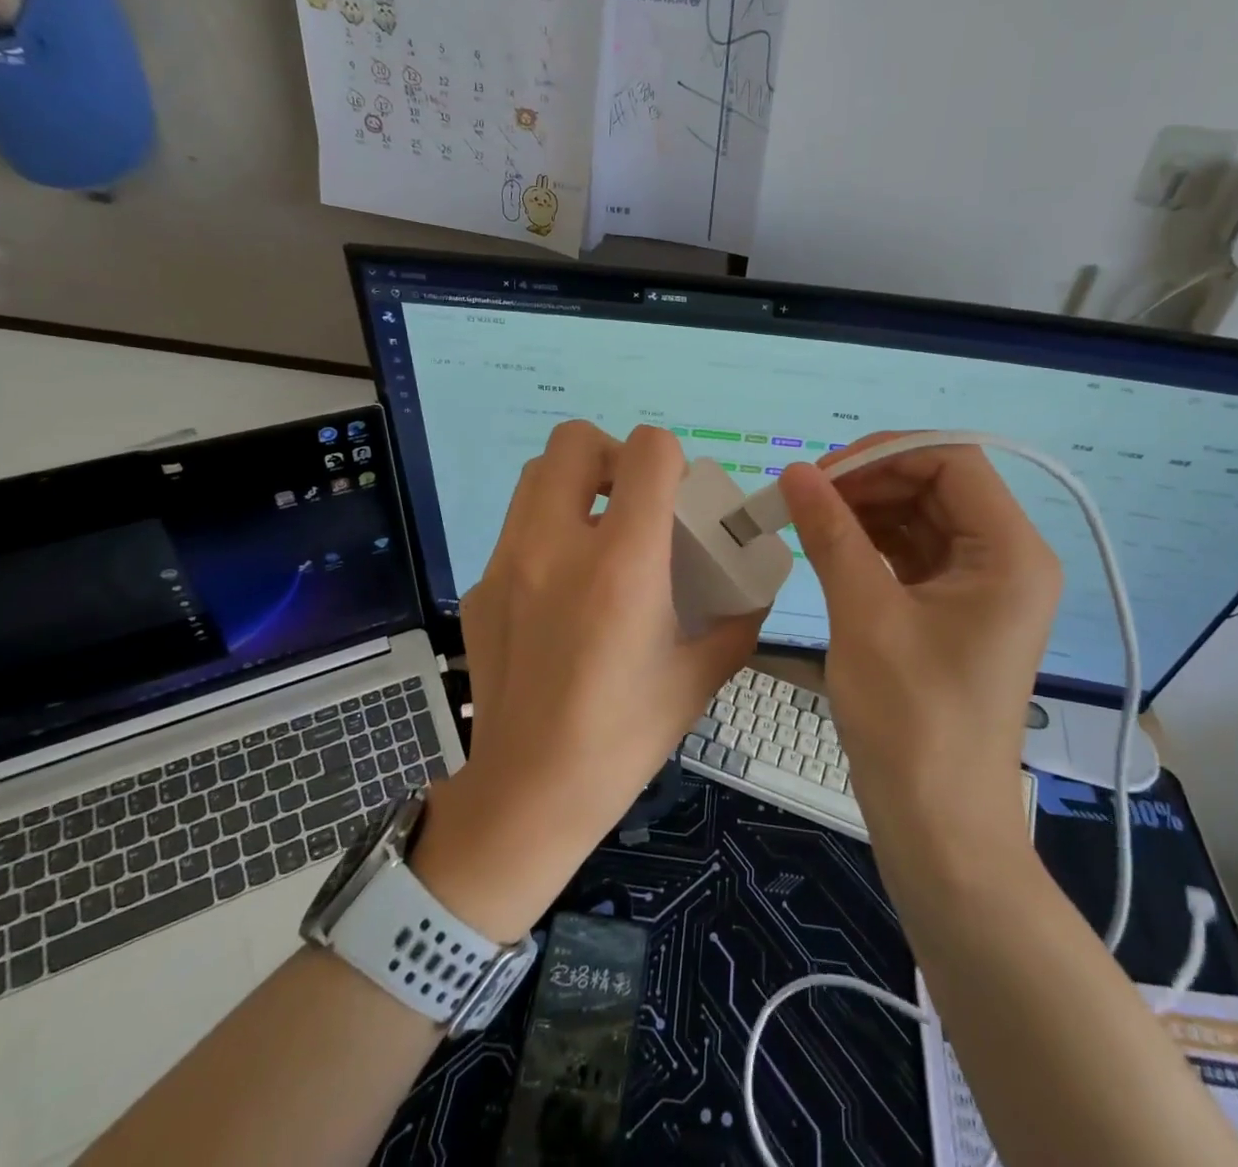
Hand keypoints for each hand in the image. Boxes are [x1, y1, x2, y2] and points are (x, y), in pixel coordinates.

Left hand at [411, 422, 763, 940]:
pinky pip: (517, 529)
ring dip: (574, 484)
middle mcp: (555, 547)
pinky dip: (547, 533)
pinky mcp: (481, 588)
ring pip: (536, 475)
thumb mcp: (699, 678)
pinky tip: (563, 589)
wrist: (526, 796)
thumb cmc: (622, 739)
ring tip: (599, 532)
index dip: (671, 457)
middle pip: (574, 441)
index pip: (646, 453)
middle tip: (634, 501)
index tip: (678, 494)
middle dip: (613, 455)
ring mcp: (507, 564)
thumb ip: (738, 620)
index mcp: (621, 566)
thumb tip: (756, 587)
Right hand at [777, 434, 1060, 840]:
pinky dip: (873, 542)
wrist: (937, 824)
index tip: (822, 474)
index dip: (884, 454)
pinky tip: (832, 545)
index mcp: (1010, 553)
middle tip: (806, 497)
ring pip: (922, 516)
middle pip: (937, 485)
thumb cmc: (910, 720)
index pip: (950, 461)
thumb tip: (795, 472)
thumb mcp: (865, 615)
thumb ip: (832, 534)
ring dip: (867, 509)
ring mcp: (983, 586)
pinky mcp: (957, 609)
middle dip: (871, 481)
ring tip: (810, 520)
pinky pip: (915, 552)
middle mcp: (1008, 559)